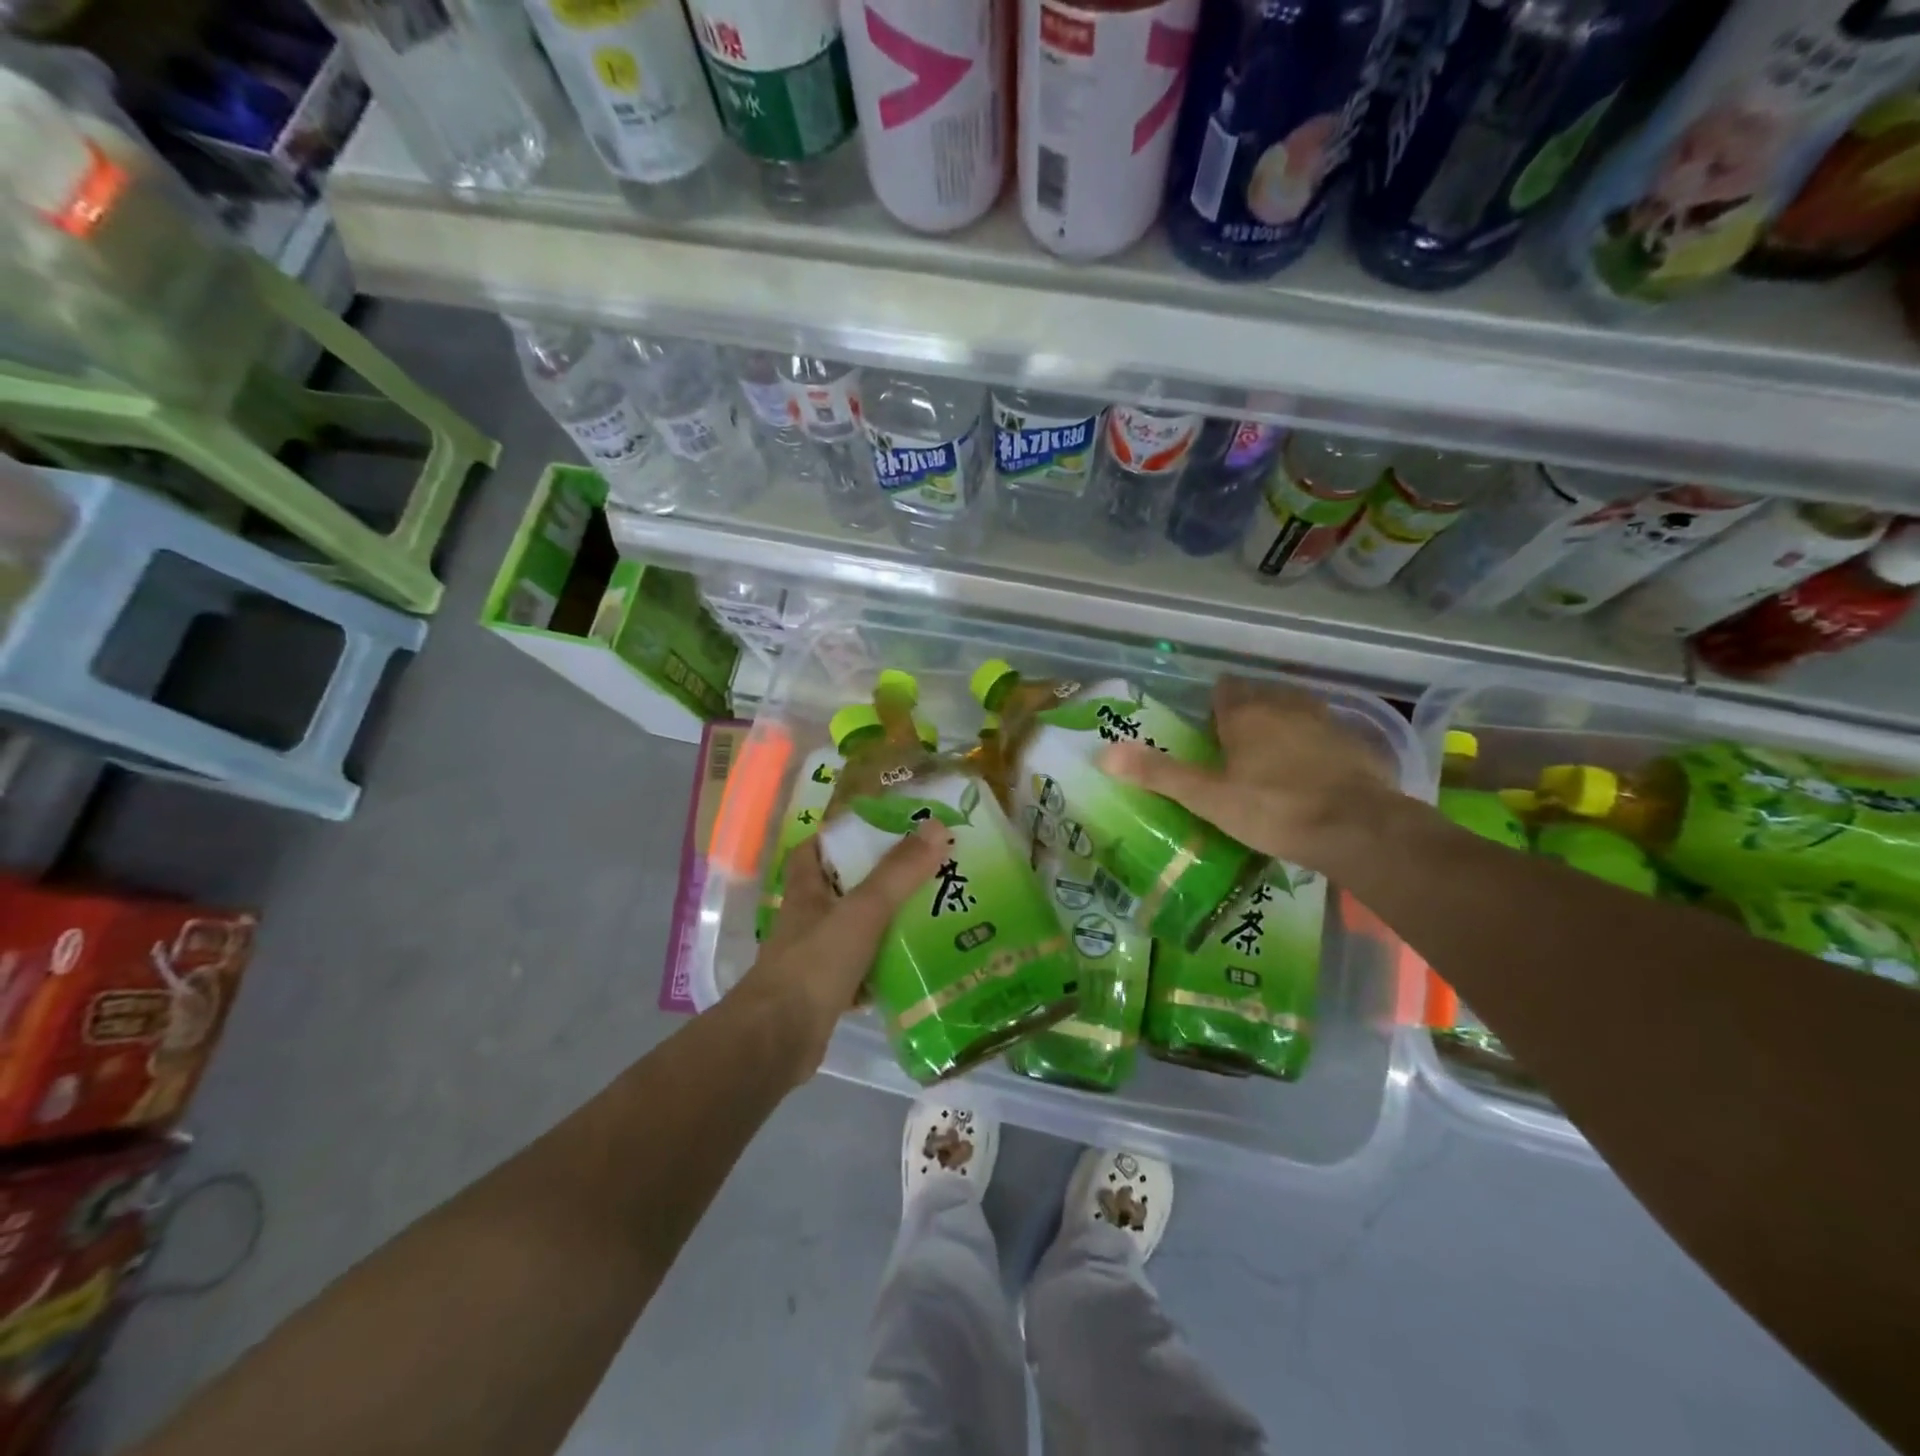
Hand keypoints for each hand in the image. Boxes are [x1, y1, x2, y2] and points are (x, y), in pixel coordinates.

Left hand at [736, 822, 950, 1077]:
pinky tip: (918, 965)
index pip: (814, 850)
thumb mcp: (862, 911)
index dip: (839, 835)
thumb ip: (898, 872)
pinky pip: (864, 970)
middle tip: (924, 869)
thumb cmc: (815, 965)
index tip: (879, 829)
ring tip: (932, 912)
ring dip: (887, 923)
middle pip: (843, 889)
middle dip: (879, 879)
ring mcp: (816, 958)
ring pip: (856, 931)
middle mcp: (808, 921)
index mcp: (807, 892)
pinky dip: (886, 967)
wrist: (778, 1041)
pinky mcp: (828, 993)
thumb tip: (936, 826)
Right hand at [1101, 675, 1401, 869]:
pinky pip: (1324, 732)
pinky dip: (1313, 742)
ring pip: (1294, 709)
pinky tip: (1312, 769)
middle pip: (1259, 696)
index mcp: (1246, 713)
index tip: (1208, 729)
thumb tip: (1102, 753)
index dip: (1214, 706)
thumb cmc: (1273, 809)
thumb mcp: (1207, 797)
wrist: (1359, 828)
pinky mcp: (1355, 742)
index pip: (1224, 691)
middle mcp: (1284, 705)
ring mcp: (1324, 720)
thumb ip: (1158, 773)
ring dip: (1281, 722)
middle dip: (1246, 712)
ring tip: (1270, 753)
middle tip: (1234, 745)